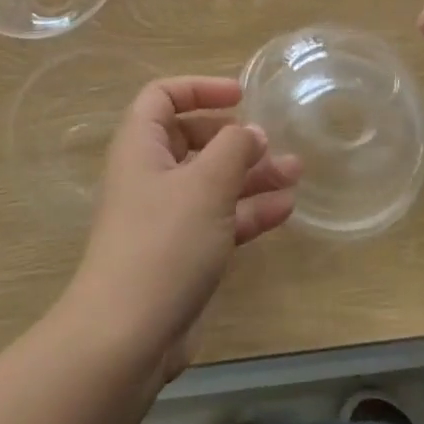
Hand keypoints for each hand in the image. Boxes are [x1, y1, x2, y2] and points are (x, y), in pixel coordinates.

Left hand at [64, 77, 298, 380]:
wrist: (128, 335)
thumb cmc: (164, 242)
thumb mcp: (206, 184)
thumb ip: (233, 148)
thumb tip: (250, 131)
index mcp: (140, 146)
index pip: (162, 96)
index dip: (199, 88)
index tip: (240, 95)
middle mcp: (150, 175)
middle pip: (191, 138)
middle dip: (234, 137)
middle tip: (271, 142)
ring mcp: (165, 216)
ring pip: (211, 181)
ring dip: (251, 174)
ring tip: (296, 171)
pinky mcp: (181, 252)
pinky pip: (218, 218)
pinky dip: (248, 210)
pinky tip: (285, 209)